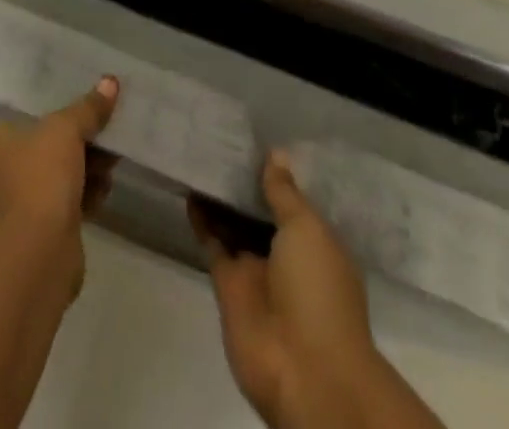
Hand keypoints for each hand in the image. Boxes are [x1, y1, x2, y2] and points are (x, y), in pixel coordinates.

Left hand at [0, 78, 118, 293]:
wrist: (39, 251)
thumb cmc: (40, 175)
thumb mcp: (66, 130)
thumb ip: (87, 108)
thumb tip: (110, 81)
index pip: (2, 117)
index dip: (26, 111)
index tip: (52, 104)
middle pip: (37, 145)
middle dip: (72, 139)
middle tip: (100, 129)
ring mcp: (17, 202)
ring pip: (54, 173)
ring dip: (83, 167)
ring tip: (111, 158)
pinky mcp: (39, 229)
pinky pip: (65, 201)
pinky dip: (84, 194)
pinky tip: (106, 186)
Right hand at [192, 151, 388, 428]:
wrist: (305, 371)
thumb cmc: (318, 292)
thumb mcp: (308, 230)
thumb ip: (285, 193)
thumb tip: (276, 154)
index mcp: (315, 242)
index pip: (292, 200)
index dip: (273, 173)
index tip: (251, 138)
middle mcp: (286, 255)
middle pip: (259, 211)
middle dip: (243, 182)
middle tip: (218, 138)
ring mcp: (256, 270)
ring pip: (233, 224)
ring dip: (219, 197)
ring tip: (200, 155)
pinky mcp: (227, 284)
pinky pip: (213, 243)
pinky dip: (201, 220)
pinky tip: (190, 189)